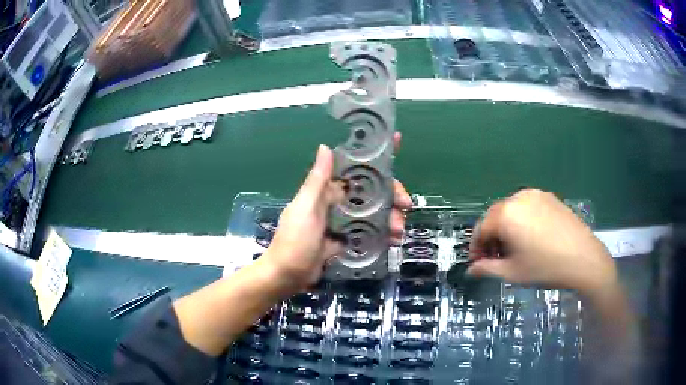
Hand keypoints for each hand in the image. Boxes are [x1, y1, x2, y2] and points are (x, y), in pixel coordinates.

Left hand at [263, 133, 411, 291]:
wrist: (288, 275)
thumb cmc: (296, 240)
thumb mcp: (306, 208)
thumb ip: (317, 180)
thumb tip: (325, 147)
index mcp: (327, 190)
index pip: (354, 168)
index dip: (374, 156)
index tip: (397, 144)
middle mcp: (337, 202)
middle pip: (371, 191)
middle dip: (391, 194)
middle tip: (405, 205)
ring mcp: (343, 221)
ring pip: (374, 211)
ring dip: (390, 217)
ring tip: (399, 231)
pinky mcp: (347, 239)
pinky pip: (370, 231)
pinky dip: (383, 233)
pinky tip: (393, 239)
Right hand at [468, 189, 616, 296]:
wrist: (583, 258)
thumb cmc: (545, 267)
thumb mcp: (512, 273)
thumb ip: (487, 269)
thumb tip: (472, 269)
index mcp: (506, 214)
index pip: (481, 228)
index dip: (476, 247)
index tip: (478, 263)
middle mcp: (518, 198)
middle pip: (495, 216)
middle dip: (491, 237)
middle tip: (494, 257)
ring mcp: (536, 195)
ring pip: (512, 210)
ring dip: (506, 228)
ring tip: (513, 248)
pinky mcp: (550, 198)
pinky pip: (528, 207)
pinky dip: (521, 220)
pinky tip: (530, 238)